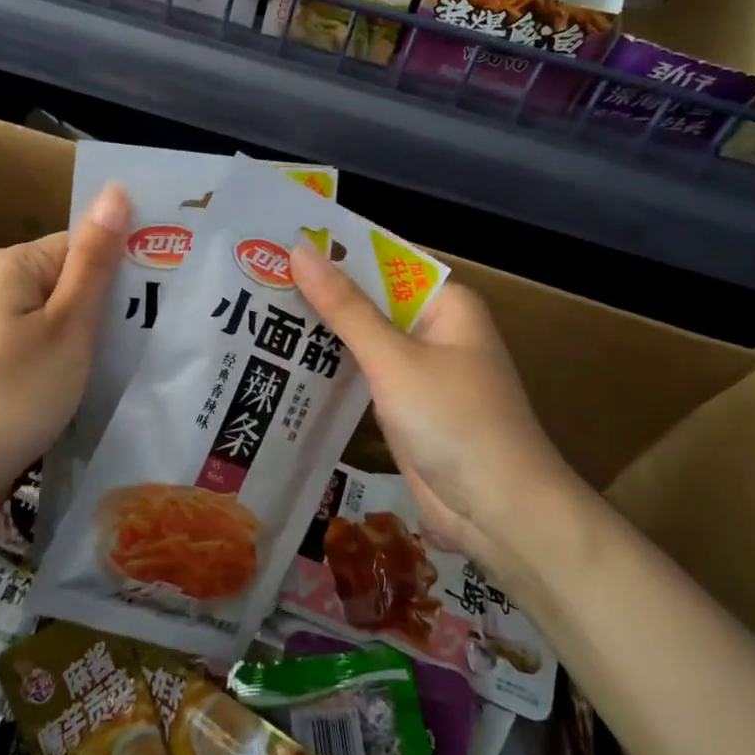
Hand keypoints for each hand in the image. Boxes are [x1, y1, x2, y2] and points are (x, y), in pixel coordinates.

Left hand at [0, 185, 129, 539]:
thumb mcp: (68, 324)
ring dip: (91, 339)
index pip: (84, 245)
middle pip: (71, 281)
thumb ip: (95, 260)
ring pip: (59, 319)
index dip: (123, 270)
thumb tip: (116, 191)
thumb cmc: (14, 391)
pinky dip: (67, 362)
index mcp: (13, 264)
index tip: (160, 303)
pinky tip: (91, 385)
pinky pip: (42, 347)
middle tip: (153, 339)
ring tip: (130, 365)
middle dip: (108, 308)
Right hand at [290, 241, 580, 574]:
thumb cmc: (454, 421)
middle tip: (255, 276)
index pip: (382, 261)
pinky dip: (333, 367)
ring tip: (258, 311)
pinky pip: (364, 374)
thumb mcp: (394, 359)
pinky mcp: (406, 405)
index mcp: (445, 304)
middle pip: (370, 299)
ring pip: (363, 338)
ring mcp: (420, 370)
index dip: (334, 252)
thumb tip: (298, 250)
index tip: (280, 242)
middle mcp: (434, 329)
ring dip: (323, 331)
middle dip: (321, 292)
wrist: (499, 512)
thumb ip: (345, 307)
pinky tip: (286, 359)